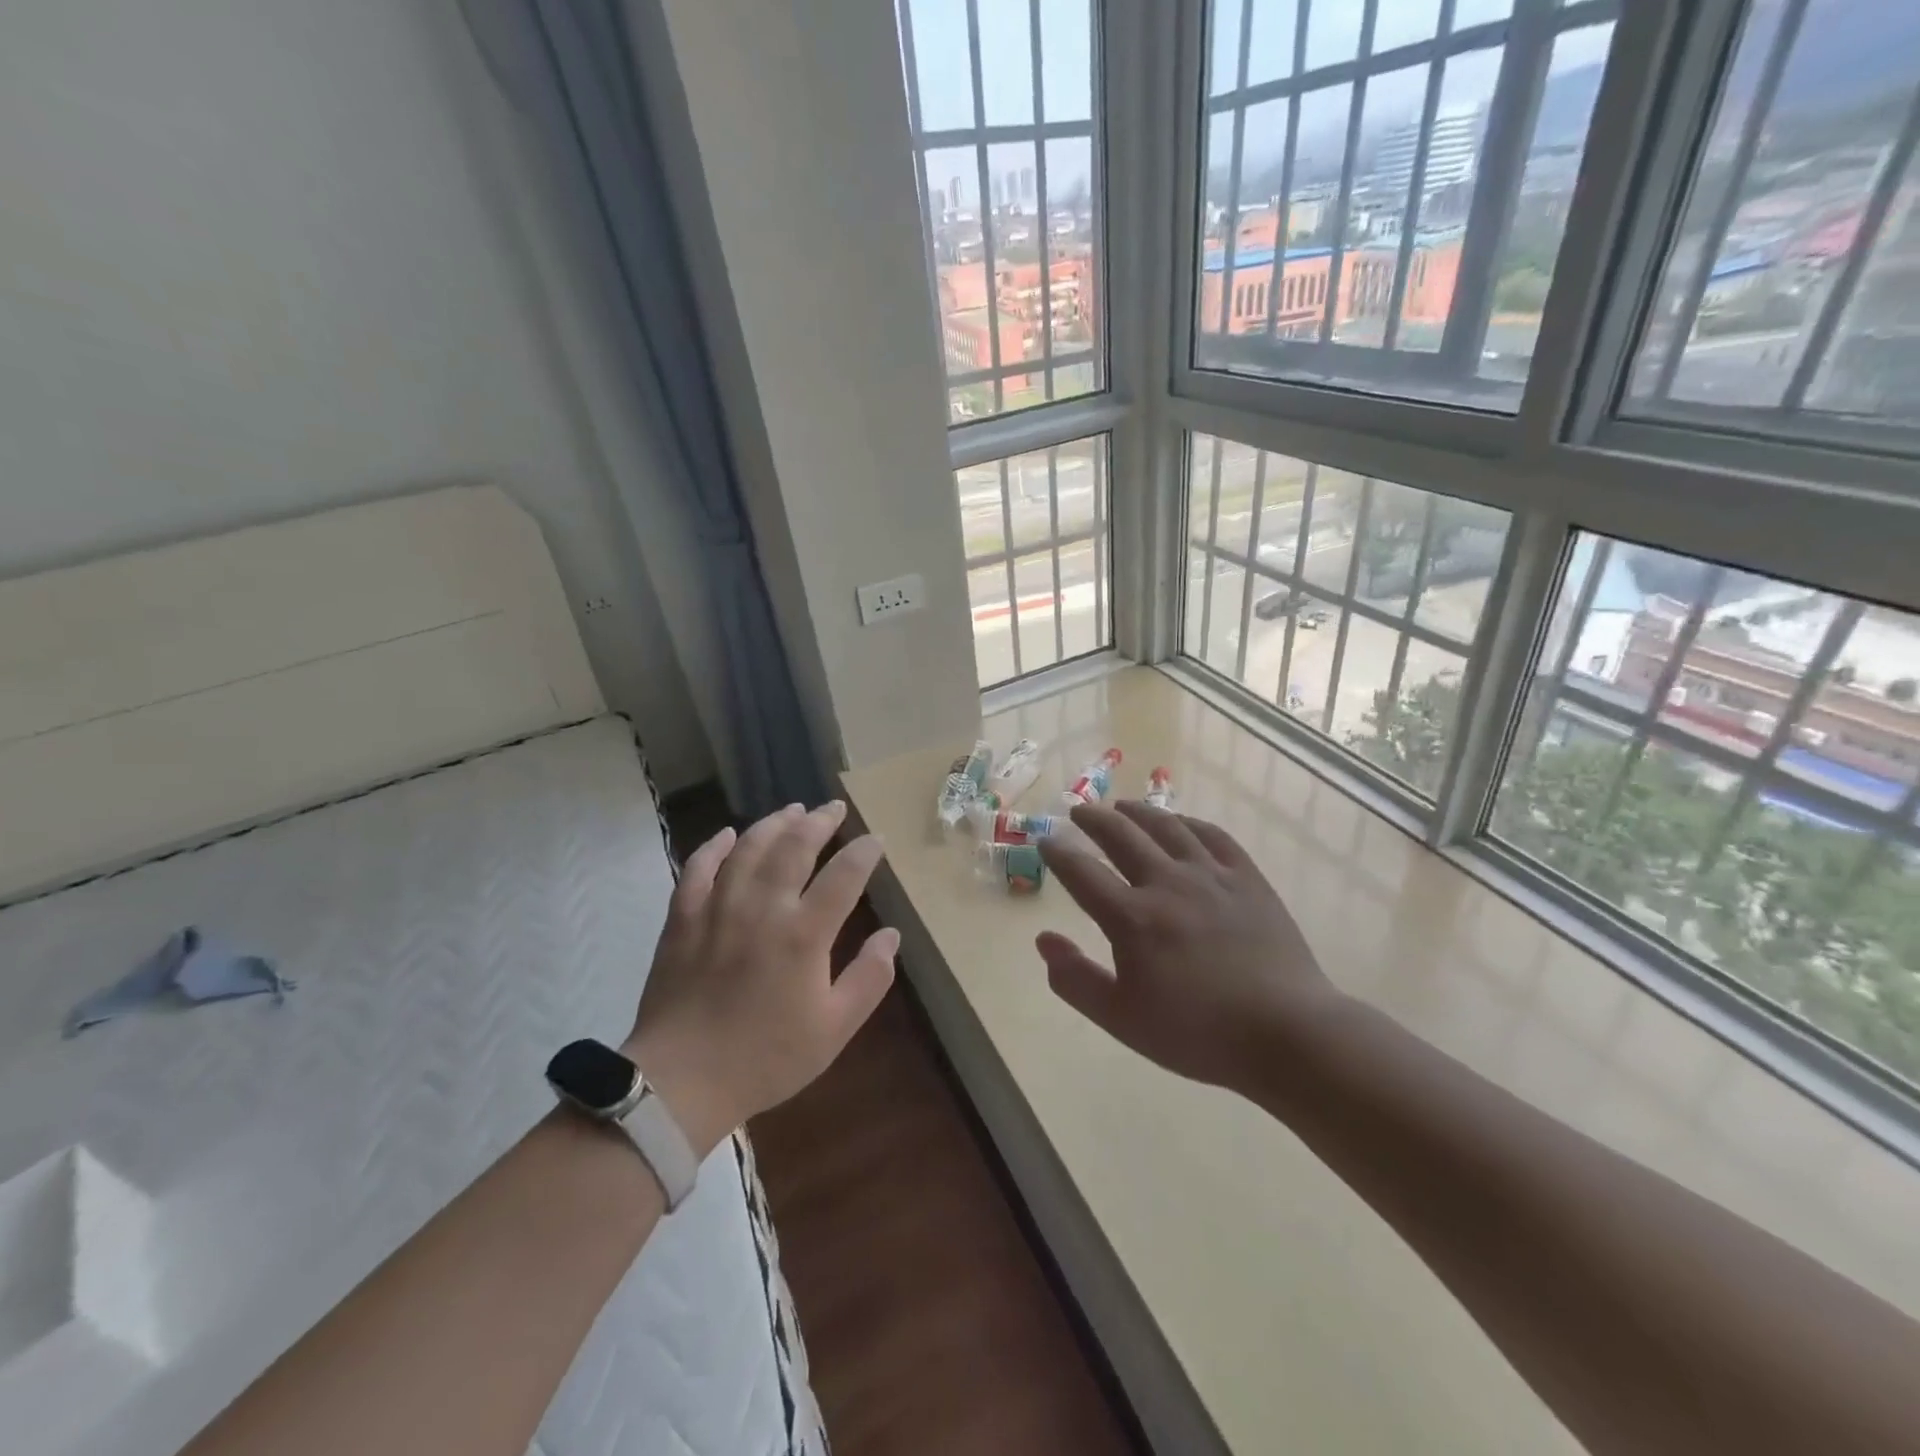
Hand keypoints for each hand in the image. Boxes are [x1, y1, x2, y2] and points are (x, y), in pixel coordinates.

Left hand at [625, 801, 895, 1155]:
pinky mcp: (683, 918)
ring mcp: (718, 907)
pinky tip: (727, 834)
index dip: (863, 852)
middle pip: (794, 847)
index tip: (876, 839)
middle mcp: (762, 907)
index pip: (843, 876)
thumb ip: (869, 978)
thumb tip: (891, 936)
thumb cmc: (766, 1058)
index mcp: (803, 934)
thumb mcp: (834, 1029)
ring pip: (748, 848)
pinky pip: (697, 868)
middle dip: (819, 821)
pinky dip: (714, 846)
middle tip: (834, 807)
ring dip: (773, 823)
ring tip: (792, 809)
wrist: (681, 1081)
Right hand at [1035, 802, 1341, 1089]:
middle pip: (1121, 835)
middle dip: (1094, 819)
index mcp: (1132, 918)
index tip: (1046, 841)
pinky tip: (1180, 823)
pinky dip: (1188, 823)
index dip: (1059, 853)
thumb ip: (1075, 980)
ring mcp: (1211, 875)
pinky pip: (1212, 835)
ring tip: (1123, 805)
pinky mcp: (1247, 877)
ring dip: (1138, 811)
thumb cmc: (1198, 1033)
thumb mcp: (1121, 1019)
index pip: (1082, 873)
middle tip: (1080, 811)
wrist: (1286, 1033)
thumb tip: (1043, 940)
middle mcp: (1167, 883)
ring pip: (1167, 826)